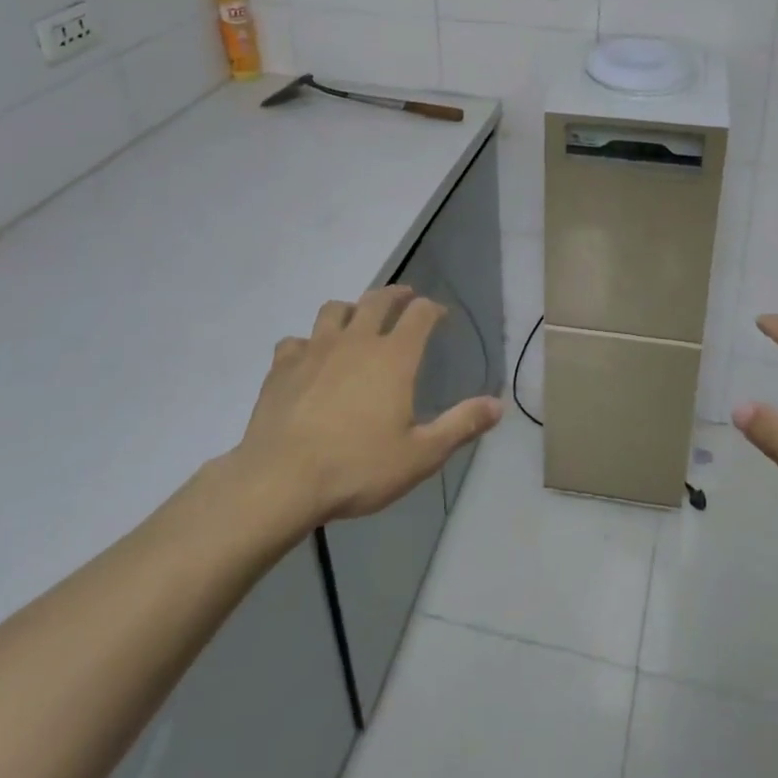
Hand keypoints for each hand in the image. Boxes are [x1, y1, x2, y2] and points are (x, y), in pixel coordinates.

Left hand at [230, 286, 502, 524]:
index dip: (432, 309)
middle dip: (395, 294)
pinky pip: (295, 341)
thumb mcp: (420, 455)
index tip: (439, 315)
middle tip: (404, 297)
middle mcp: (356, 341)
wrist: (280, 482)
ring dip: (350, 310)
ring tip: (355, 321)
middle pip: (378, 300)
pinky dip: (306, 344)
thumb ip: (460, 425)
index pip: (420, 314)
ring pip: (334, 310)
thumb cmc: (357, 467)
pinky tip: (308, 359)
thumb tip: (498, 405)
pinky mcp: (282, 368)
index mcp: (393, 357)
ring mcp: (314, 350)